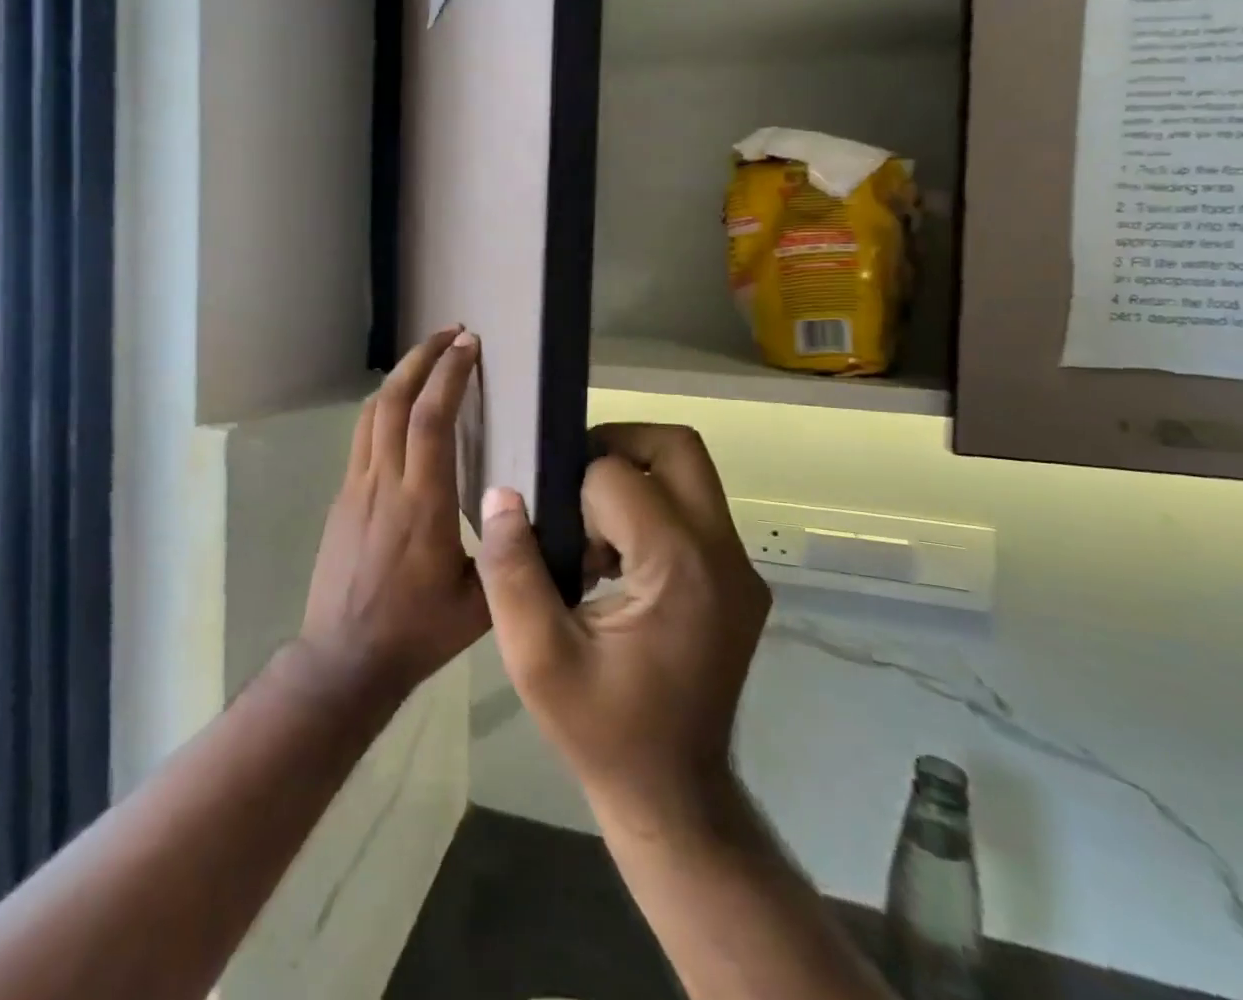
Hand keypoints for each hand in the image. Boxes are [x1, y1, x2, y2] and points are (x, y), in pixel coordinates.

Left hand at [298, 328, 489, 705]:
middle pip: (394, 400)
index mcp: (422, 504)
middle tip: (449, 334)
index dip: (449, 376)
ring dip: (399, 377)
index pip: (431, 420)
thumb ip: (508, 555)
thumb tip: (536, 515)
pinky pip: (362, 437)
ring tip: (425, 359)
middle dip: (421, 358)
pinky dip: (384, 408)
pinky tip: (401, 412)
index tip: (468, 345)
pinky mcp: (341, 497)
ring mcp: (356, 487)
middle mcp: (384, 483)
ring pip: (371, 413)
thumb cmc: (417, 632)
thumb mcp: (480, 603)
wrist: (344, 659)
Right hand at [476, 424, 769, 823]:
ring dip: (633, 478)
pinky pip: (695, 509)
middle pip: (676, 446)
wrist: (674, 796)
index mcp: (677, 567)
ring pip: (689, 472)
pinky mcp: (742, 581)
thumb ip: (511, 570)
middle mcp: (722, 553)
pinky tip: (617, 559)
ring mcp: (741, 567)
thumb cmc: (601, 729)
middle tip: (572, 487)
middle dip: (615, 446)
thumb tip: (500, 495)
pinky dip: (652, 508)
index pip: (616, 474)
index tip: (557, 541)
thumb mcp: (535, 658)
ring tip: (591, 531)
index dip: (573, 495)